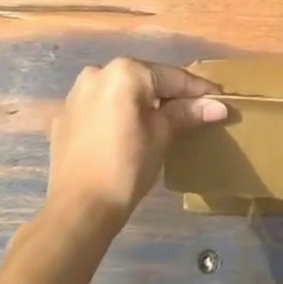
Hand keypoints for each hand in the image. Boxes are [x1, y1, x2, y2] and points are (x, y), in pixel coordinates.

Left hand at [46, 58, 227, 230]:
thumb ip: (186, 113)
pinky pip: (99, 108)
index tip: (218, 98)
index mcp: (125, 72)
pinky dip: (115, 115)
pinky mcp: (64, 117)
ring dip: (140, 102)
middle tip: (193, 110)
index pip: (171, 77)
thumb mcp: (161, 136)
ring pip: (119, 91)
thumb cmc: (126, 168)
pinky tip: (126, 133)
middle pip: (144, 80)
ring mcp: (76, 94)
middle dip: (167, 95)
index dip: (197, 90)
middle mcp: (98, 72)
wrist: (78, 212)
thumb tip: (217, 106)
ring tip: (161, 120)